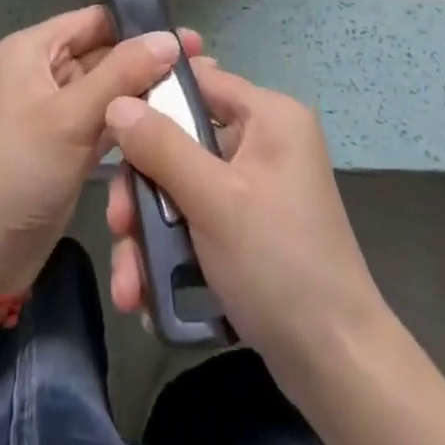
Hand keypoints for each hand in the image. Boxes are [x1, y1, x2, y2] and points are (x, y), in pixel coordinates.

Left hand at [0, 6, 197, 295]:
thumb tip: (170, 38)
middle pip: (106, 52)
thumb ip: (121, 74)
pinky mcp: (71, 140)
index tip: (187, 38)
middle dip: (149, 59)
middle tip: (203, 65)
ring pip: (111, 86)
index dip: (138, 25)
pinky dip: (135, 118)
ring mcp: (58, 108)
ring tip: (197, 89)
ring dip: (147, 89)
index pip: (94, 20)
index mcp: (33, 50)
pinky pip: (109, 117)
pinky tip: (173, 119)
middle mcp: (45, 70)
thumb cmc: (20, 172)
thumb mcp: (70, 117)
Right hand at [104, 59, 386, 383]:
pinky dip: (171, 252)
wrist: (335, 363)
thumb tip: (116, 102)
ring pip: (183, 188)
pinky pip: (198, 221)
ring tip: (128, 284)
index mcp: (270, 116)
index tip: (108, 128)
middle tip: (119, 226)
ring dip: (150, 233)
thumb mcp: (213, 200)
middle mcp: (264, 142)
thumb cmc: (278, 263)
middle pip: (182, 141)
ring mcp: (256, 188)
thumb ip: (161, 147)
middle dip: (144, 190)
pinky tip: (147, 294)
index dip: (152, 99)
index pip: (200, 81)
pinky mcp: (248, 229)